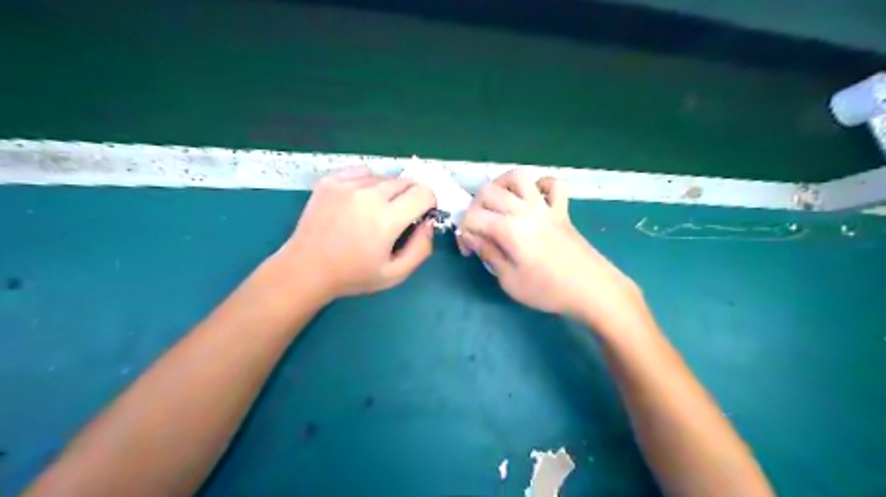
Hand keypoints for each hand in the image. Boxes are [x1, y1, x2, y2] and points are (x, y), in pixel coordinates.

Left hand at [275, 165, 434, 297]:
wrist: (306, 268)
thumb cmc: (353, 275)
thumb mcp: (395, 274)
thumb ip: (421, 248)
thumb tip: (429, 222)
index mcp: (386, 219)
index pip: (424, 192)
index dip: (428, 204)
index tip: (419, 216)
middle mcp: (368, 195)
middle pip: (406, 181)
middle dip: (410, 197)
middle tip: (397, 218)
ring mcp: (347, 184)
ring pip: (384, 178)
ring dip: (388, 192)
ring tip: (372, 213)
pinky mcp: (331, 180)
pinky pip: (362, 172)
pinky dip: (367, 184)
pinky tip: (358, 202)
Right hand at [457, 169, 644, 327]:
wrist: (593, 291)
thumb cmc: (548, 291)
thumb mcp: (510, 281)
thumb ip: (489, 254)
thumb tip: (472, 237)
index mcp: (509, 229)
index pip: (473, 217)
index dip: (463, 233)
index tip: (469, 251)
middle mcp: (525, 210)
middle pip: (489, 191)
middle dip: (475, 208)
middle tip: (480, 229)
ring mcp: (545, 207)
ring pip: (519, 177)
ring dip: (502, 185)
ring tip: (499, 203)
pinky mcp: (562, 210)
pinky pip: (554, 185)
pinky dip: (541, 185)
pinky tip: (535, 199)